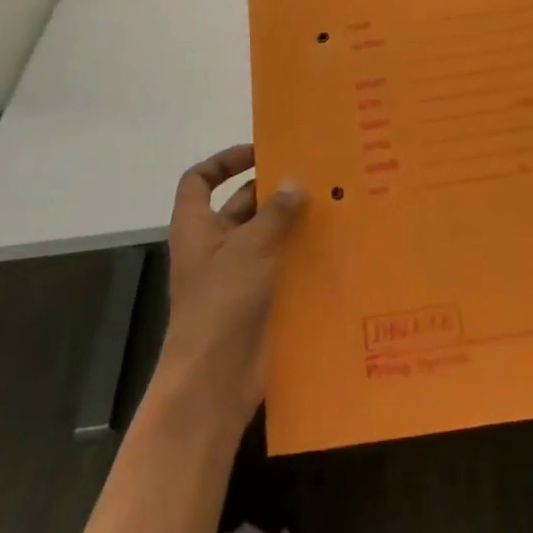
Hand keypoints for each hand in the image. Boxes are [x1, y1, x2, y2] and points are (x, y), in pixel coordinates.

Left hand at [157, 145, 305, 426]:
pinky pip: (281, 265)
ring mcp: (237, 275)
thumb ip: (275, 212)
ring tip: (333, 204)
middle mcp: (215, 247)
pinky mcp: (259, 299)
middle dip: (273, 191)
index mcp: (196, 228)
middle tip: (315, 175)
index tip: (260, 152)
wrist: (214, 381)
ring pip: (266, 236)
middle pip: (240, 205)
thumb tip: (295, 181)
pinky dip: (302, 254)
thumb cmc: (221, 304)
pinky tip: (335, 245)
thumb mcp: (249, 248)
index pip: (200, 180)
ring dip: (293, 222)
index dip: (224, 161)